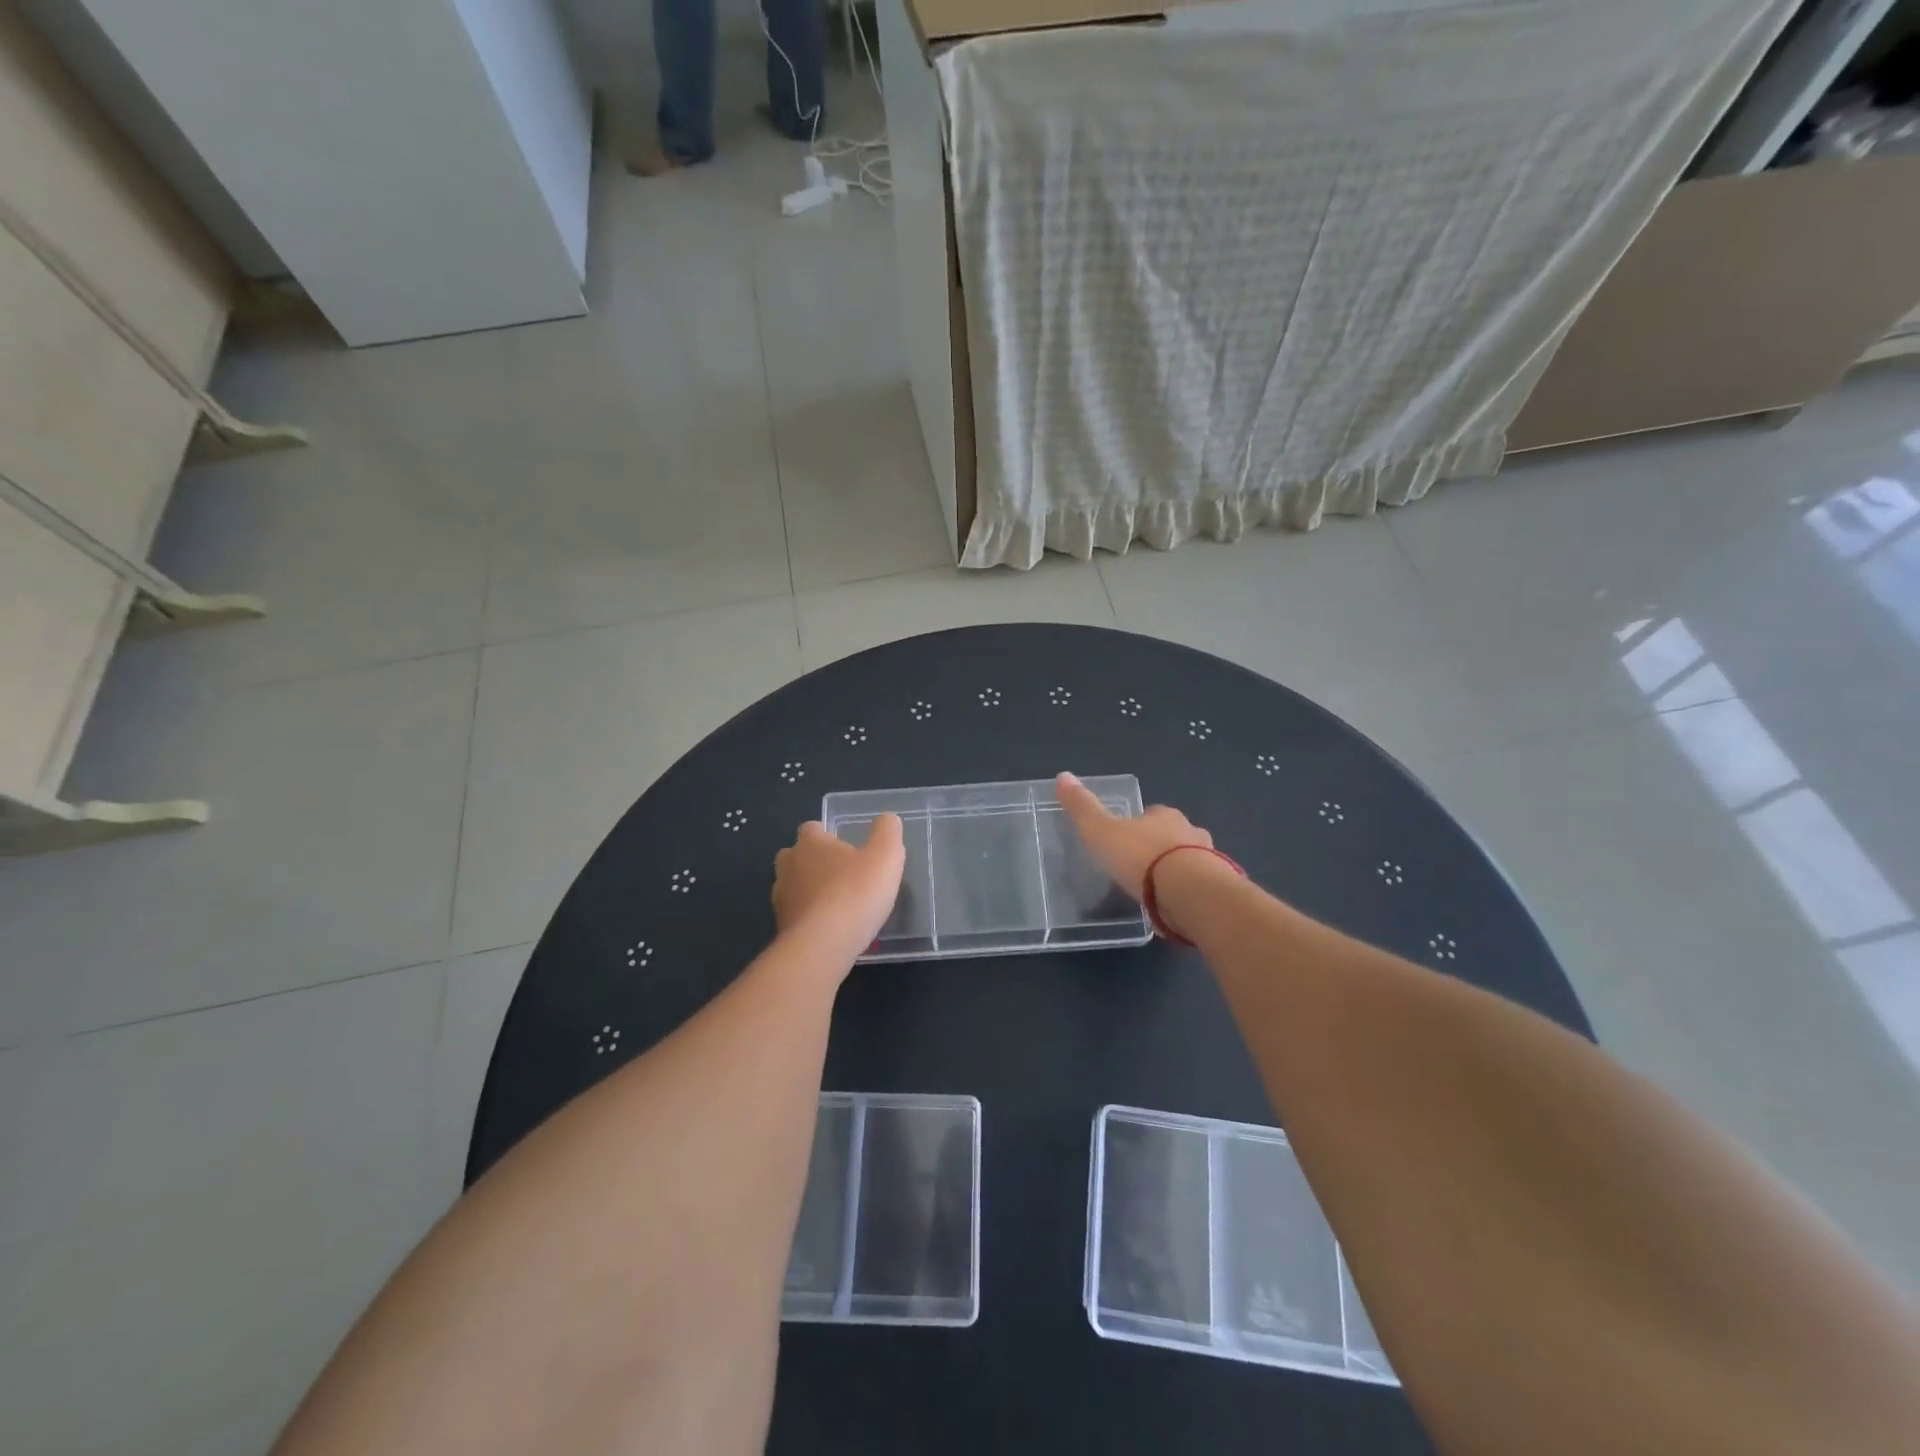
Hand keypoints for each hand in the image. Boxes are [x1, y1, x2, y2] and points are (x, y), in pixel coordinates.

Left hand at [773, 816, 905, 951]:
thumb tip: (887, 818)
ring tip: (836, 904)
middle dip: (812, 861)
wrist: (823, 945)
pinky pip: (796, 915)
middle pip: (795, 856)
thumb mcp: (885, 856)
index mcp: (811, 843)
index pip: (812, 828)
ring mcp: (781, 898)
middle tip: (839, 873)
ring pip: (792, 886)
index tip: (844, 846)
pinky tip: (829, 928)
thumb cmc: (856, 892)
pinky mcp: (781, 928)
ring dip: (809, 891)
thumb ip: (887, 832)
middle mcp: (789, 866)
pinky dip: (809, 917)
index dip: (826, 834)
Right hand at [1055, 772, 1213, 901]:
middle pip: (1174, 835)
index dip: (1140, 824)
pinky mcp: (1218, 888)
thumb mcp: (1101, 832)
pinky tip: (1176, 905)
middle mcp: (1191, 831)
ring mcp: (1210, 859)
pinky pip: (1201, 886)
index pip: (1152, 814)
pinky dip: (1190, 892)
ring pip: (1192, 860)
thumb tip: (1062, 775)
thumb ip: (1082, 808)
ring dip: (1179, 869)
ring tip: (1160, 890)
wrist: (1189, 892)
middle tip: (1143, 867)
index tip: (1127, 840)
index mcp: (1164, 816)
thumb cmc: (1141, 857)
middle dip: (1161, 846)